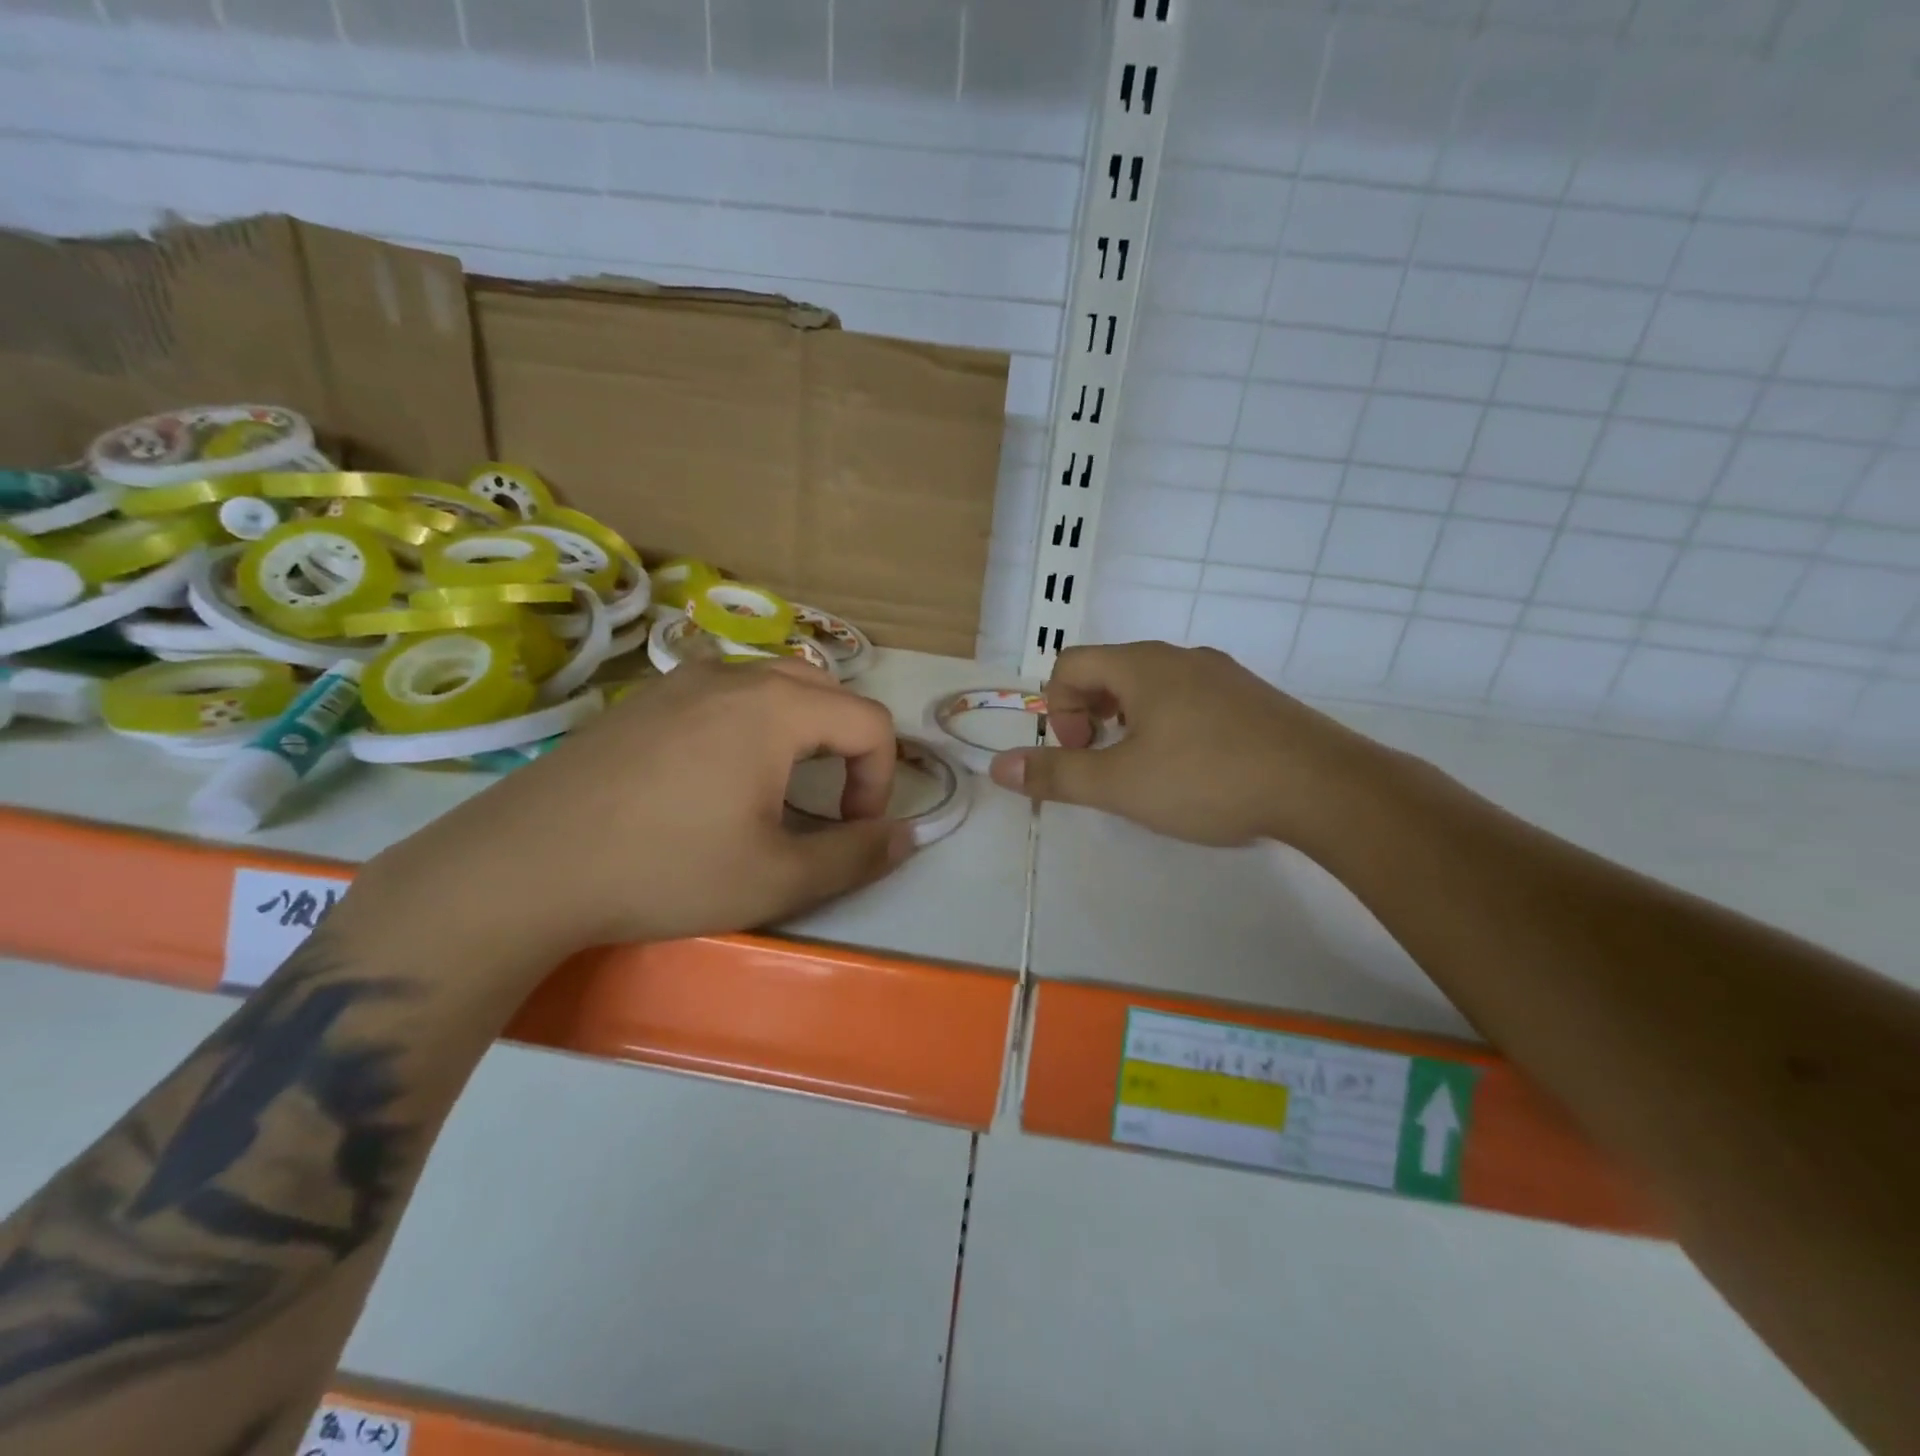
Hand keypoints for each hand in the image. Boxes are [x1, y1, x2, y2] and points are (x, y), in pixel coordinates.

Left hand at [364, 660, 914, 960]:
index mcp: (776, 707)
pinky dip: (751, 720)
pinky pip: (724, 690)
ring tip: (778, 785)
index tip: (852, 829)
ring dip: (801, 728)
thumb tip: (909, 835)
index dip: (880, 778)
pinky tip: (716, 771)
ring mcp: (681, 679)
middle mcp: (735, 675)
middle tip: (826, 804)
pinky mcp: (643, 698)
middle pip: (827, 691)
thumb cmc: (664, 870)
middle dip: (847, 746)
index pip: (869, 721)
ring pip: (774, 682)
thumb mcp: (776, 877)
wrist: (522, 867)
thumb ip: (856, 854)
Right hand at [988, 641, 1389, 849]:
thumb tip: (998, 766)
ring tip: (1147, 770)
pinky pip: (1191, 700)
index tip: (1080, 754)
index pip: (1070, 664)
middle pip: (1110, 672)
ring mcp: (1222, 675)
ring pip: (1152, 687)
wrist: (1324, 787)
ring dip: (1130, 723)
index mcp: (1142, 665)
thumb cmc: (1208, 779)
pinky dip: (1170, 726)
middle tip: (1106, 763)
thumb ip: (1057, 774)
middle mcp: (1180, 657)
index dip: (1057, 710)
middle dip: (1091, 717)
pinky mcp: (1253, 699)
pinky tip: (1195, 769)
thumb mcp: (1121, 784)